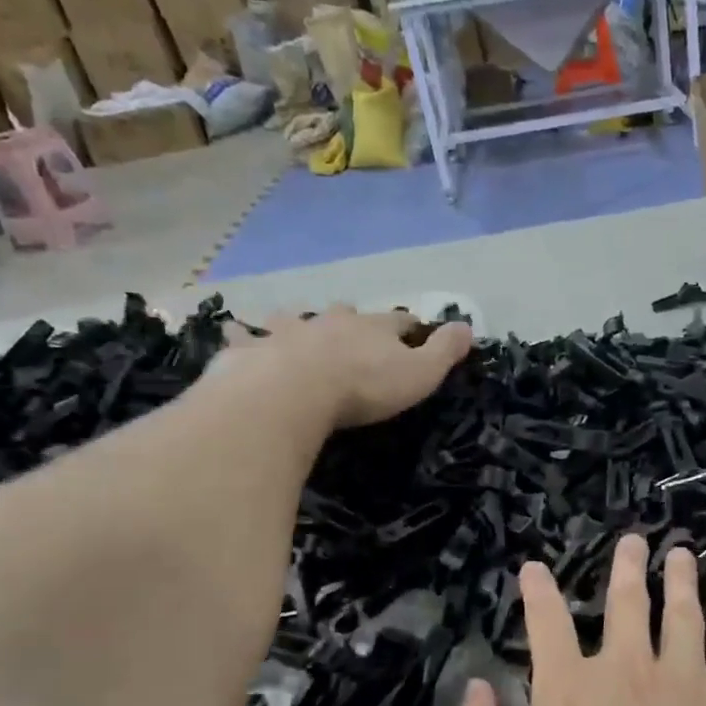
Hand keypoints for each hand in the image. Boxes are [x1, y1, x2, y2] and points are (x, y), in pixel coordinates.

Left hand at [214, 306, 472, 432]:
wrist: (292, 392)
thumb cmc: (363, 386)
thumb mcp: (419, 374)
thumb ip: (444, 351)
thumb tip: (468, 326)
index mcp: (372, 328)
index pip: (398, 321)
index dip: (409, 326)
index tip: (414, 330)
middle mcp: (330, 321)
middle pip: (345, 312)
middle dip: (350, 318)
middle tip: (351, 328)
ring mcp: (288, 331)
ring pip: (294, 318)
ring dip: (297, 321)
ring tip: (294, 325)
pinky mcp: (253, 349)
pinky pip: (245, 337)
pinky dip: (243, 335)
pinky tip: (236, 333)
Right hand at [452, 536, 705, 705]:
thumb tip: (474, 686)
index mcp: (568, 691)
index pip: (547, 623)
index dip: (538, 591)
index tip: (534, 569)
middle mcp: (626, 668)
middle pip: (625, 602)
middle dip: (626, 567)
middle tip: (632, 541)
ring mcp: (684, 679)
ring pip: (681, 610)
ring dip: (680, 577)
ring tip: (681, 553)